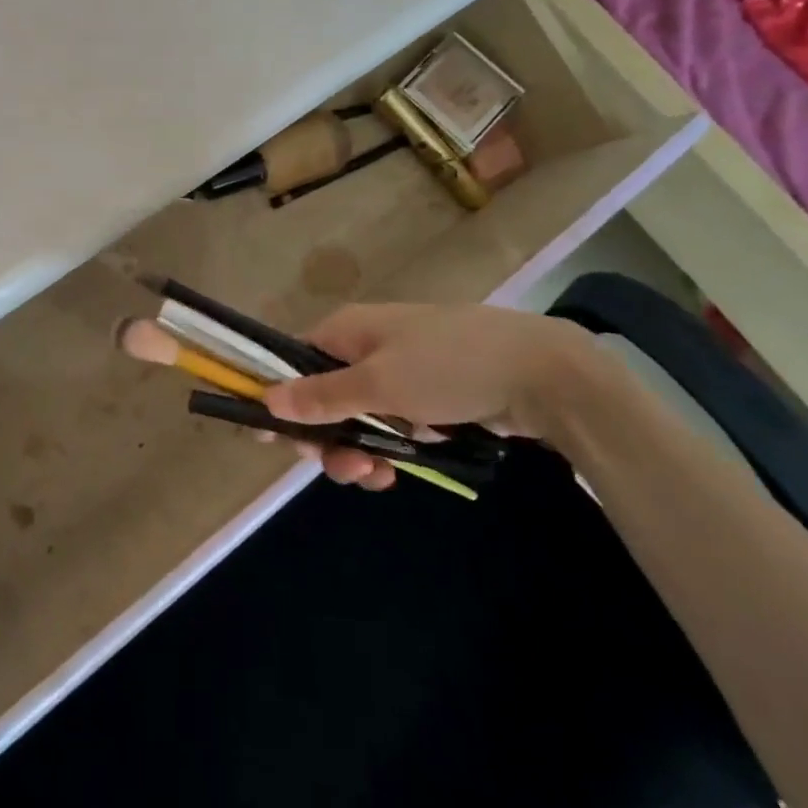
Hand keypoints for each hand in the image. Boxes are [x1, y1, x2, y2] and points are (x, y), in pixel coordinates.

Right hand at [264, 302, 610, 491]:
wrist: (541, 372)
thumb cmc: (448, 367)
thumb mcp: (379, 383)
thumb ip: (322, 395)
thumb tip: (266, 398)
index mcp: (348, 330)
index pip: (294, 362)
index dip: (282, 398)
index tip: (273, 439)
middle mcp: (367, 346)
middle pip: (324, 395)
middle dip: (326, 436)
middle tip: (339, 467)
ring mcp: (401, 371)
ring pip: (358, 417)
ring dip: (357, 450)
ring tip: (374, 477)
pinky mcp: (430, 397)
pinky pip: (392, 426)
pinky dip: (389, 450)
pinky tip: (396, 473)